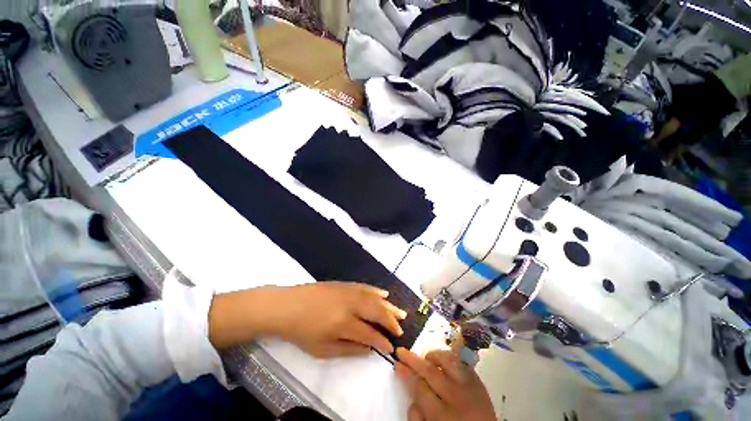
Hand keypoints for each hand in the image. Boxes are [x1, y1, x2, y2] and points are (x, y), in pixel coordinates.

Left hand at [209, 282, 406, 356]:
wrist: (287, 305)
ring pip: (374, 298)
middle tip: (400, 327)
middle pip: (377, 311)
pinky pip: (365, 287)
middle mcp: (350, 305)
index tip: (391, 346)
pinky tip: (384, 294)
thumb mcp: (322, 349)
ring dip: (388, 305)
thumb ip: (348, 349)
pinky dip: (376, 291)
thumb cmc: (302, 331)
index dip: (382, 340)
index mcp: (343, 323)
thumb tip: (369, 349)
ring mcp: (348, 291)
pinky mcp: (344, 284)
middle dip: (391, 320)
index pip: (370, 333)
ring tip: (400, 311)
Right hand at [395, 348, 494, 420]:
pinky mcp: (480, 383)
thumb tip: (411, 398)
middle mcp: (456, 397)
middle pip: (430, 372)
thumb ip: (418, 418)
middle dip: (413, 360)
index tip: (397, 364)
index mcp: (442, 416)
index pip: (419, 387)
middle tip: (402, 352)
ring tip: (425, 357)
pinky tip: (444, 361)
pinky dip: (451, 358)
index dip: (406, 374)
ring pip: (448, 361)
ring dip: (434, 356)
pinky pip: (463, 363)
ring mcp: (470, 388)